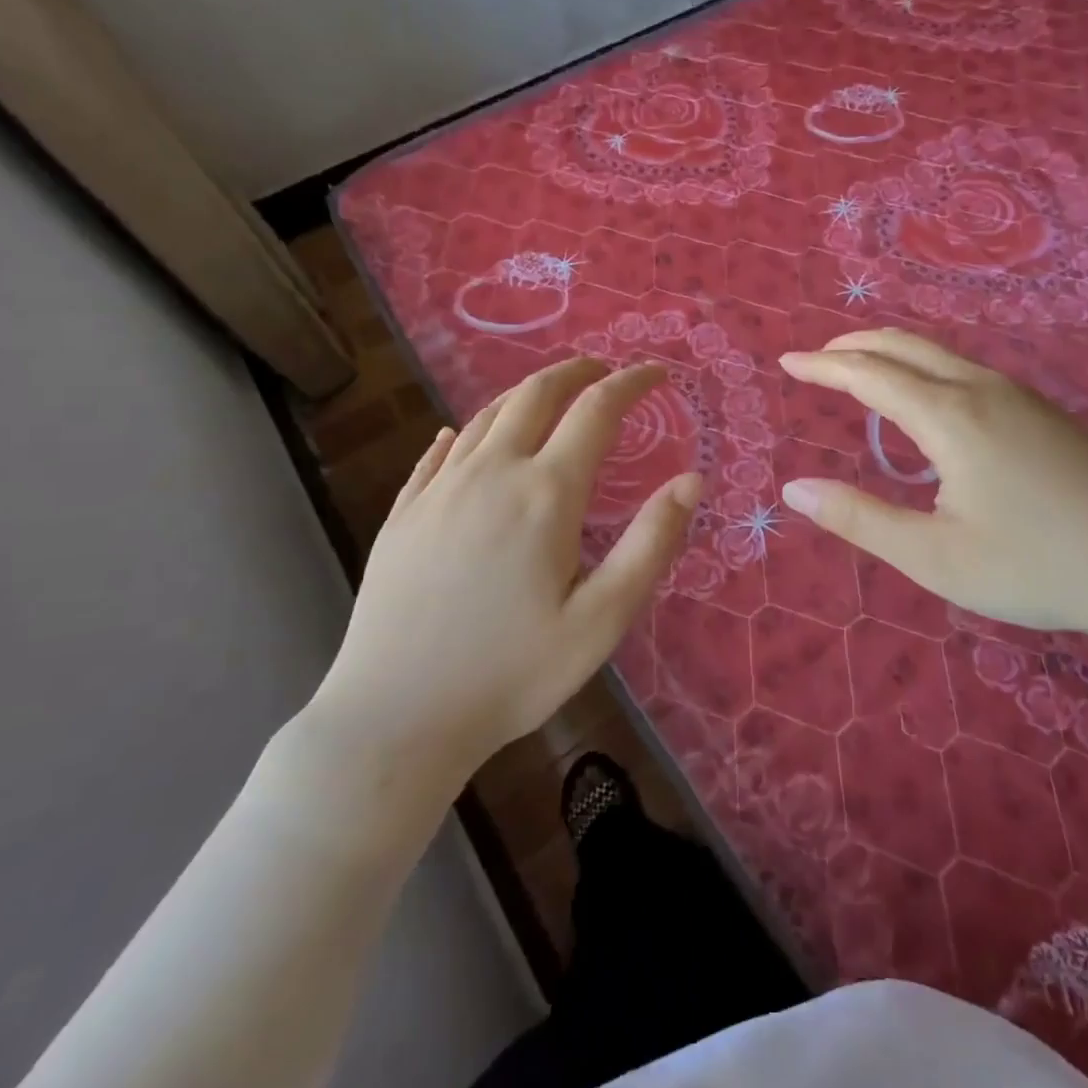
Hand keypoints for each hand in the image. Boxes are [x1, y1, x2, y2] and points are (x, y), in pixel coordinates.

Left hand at [302, 358, 699, 808]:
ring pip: (487, 416)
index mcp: (546, 493)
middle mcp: (491, 473)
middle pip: (536, 394)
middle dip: (576, 371)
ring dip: (526, 393)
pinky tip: (464, 436)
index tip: (656, 373)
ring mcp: (439, 490)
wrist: (395, 718)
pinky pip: (439, 452)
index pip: (597, 410)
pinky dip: (467, 430)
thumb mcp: (602, 618)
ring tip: (551, 395)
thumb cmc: (512, 673)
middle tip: (603, 370)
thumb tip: (692, 480)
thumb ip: (651, 543)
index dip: (631, 383)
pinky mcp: (404, 514)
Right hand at [778, 330, 1087, 645]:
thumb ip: (860, 519)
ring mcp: (1020, 396)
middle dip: (855, 346)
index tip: (788, 362)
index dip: (824, 367)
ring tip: (862, 369)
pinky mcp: (1044, 412)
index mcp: (950, 417)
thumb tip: (794, 489)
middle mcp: (982, 390)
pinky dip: (926, 367)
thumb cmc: (1035, 565)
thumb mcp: (934, 557)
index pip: (870, 375)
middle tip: (817, 357)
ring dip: (892, 352)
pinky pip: (968, 370)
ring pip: (941, 354)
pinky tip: (930, 398)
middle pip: (906, 346)